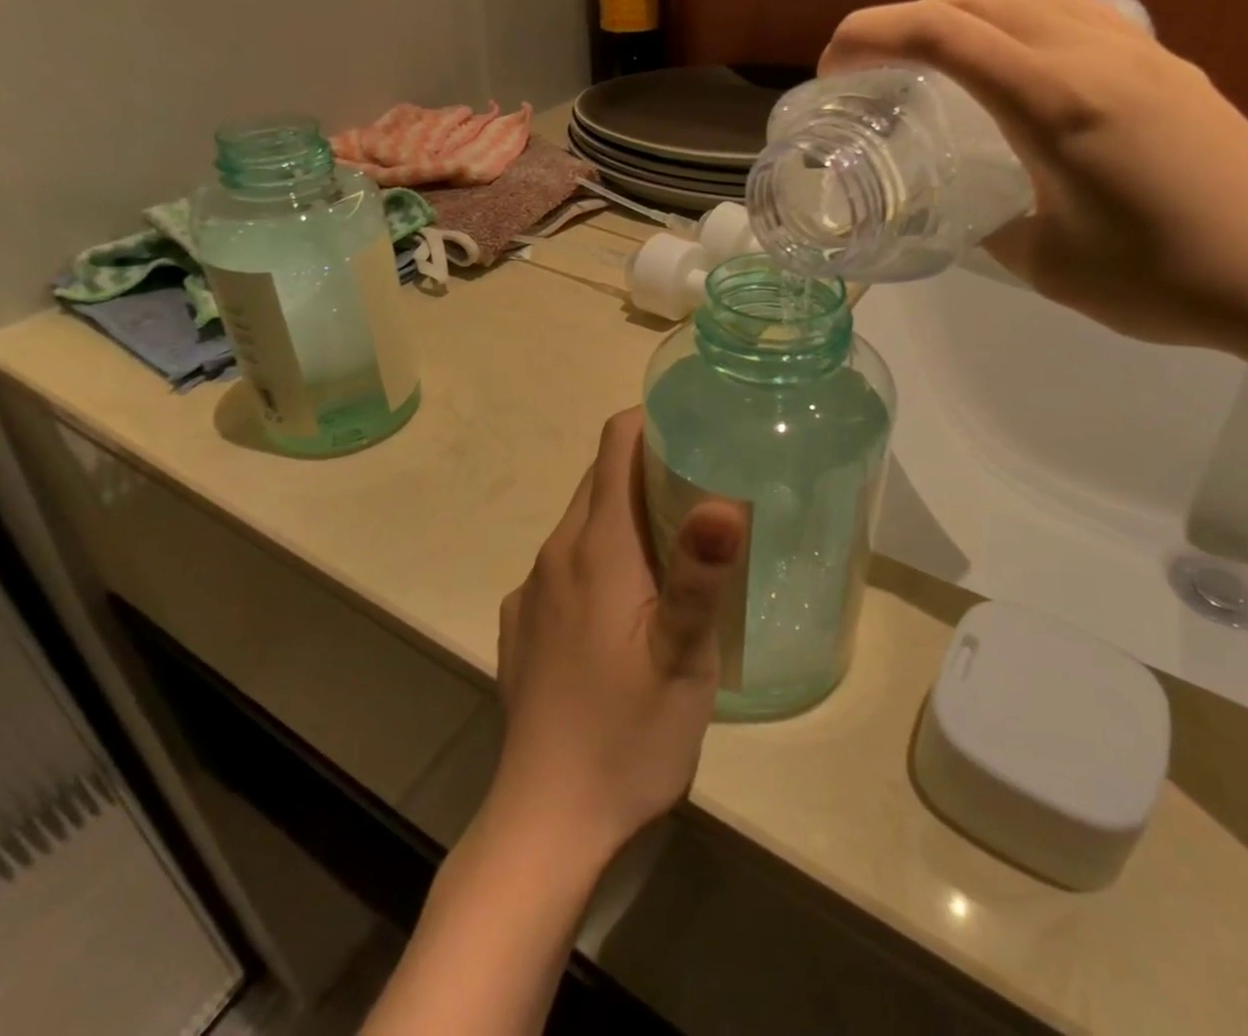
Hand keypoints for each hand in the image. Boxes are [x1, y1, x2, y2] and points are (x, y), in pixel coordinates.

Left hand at [491, 409, 748, 866]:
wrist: (547, 825)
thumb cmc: (628, 735)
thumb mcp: (684, 657)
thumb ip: (701, 573)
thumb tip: (724, 498)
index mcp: (595, 547)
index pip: (615, 445)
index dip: (653, 421)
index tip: (698, 426)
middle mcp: (555, 554)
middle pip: (600, 480)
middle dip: (649, 465)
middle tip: (706, 483)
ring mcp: (532, 592)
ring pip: (584, 523)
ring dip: (627, 515)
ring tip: (678, 544)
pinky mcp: (522, 627)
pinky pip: (566, 566)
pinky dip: (601, 558)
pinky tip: (629, 607)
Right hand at [821, 0, 1247, 359]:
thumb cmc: (1163, 279)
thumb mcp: (1046, 264)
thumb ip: (991, 225)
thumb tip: (968, 210)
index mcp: (1055, 101)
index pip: (946, 36)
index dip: (875, 34)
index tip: (832, 60)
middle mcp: (1095, 55)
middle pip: (983, 0)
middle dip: (911, 17)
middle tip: (872, 61)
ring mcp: (1140, 52)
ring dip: (968, 12)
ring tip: (934, 54)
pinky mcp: (1169, 66)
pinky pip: (1076, 15)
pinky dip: (1022, 21)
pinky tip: (1018, 62)